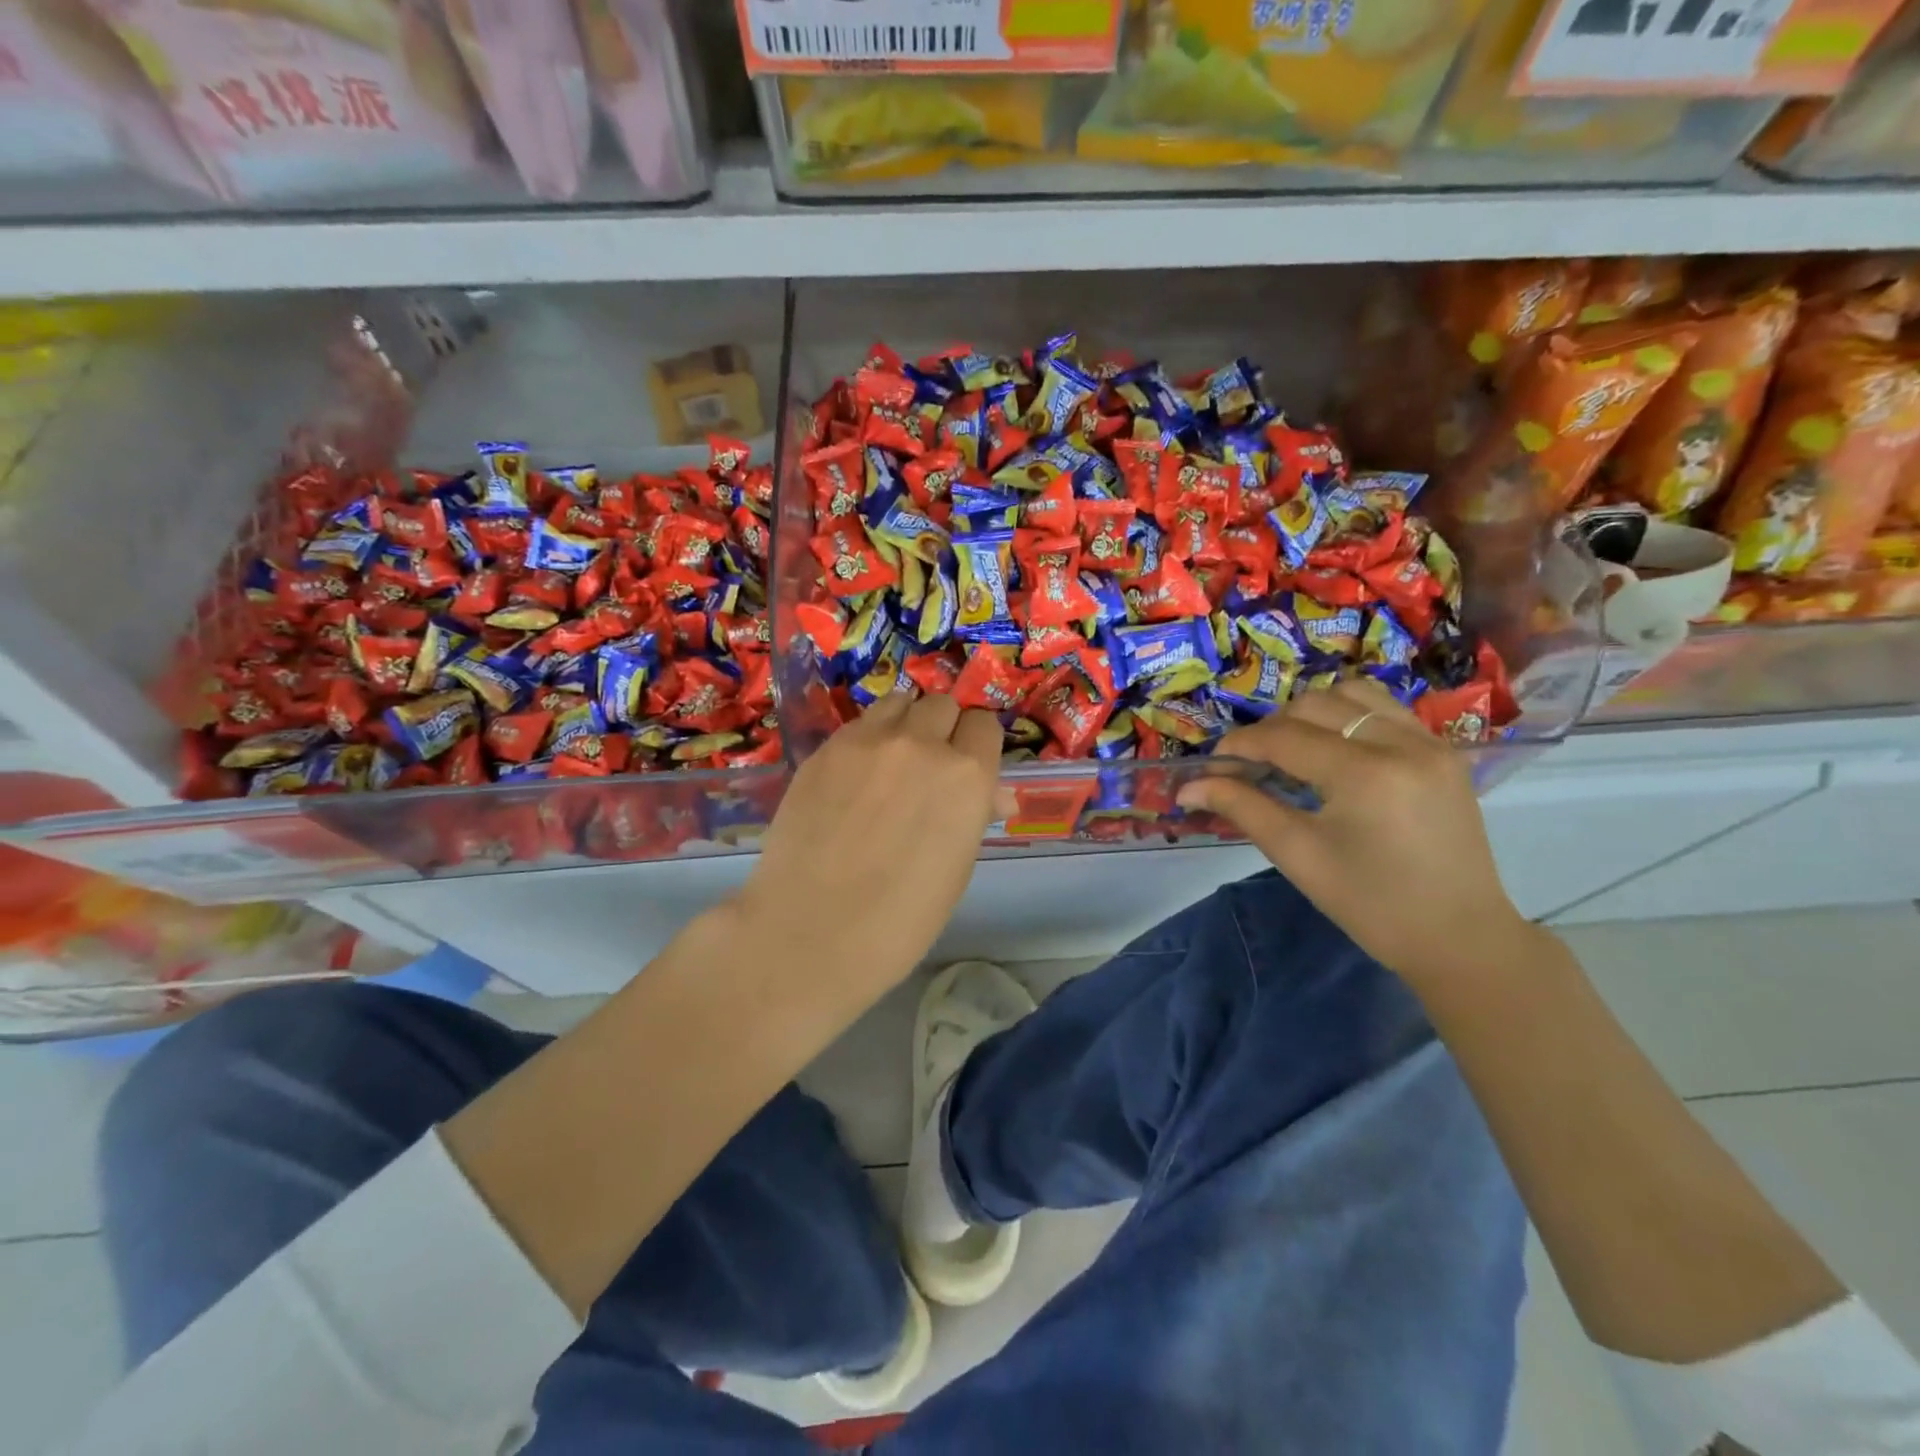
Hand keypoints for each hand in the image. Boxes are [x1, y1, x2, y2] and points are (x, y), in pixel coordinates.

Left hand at [728, 692, 1001, 1001]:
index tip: (969, 764)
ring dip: (907, 722)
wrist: (813, 931)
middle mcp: (922, 743)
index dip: (978, 745)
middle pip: (943, 705)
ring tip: (894, 758)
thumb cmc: (902, 918)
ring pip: (900, 702)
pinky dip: (869, 737)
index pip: (985, 726)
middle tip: (931, 764)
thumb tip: (993, 795)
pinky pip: (860, 723)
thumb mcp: (957, 867)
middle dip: (944, 728)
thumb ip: (974, 814)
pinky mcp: (826, 748)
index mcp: (967, 775)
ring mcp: (868, 741)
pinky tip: (857, 774)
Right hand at [1177, 677, 1531, 987]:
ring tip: (1295, 749)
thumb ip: (1242, 807)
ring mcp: (1430, 743)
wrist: (1459, 937)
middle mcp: (1401, 743)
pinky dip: (1350, 717)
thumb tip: (1188, 786)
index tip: (1214, 763)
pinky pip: (1386, 710)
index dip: (1240, 744)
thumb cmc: (1370, 904)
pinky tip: (1336, 750)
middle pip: (1315, 705)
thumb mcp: (1297, 855)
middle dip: (1273, 728)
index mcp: (1365, 774)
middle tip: (1251, 763)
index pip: (1284, 737)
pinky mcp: (1444, 752)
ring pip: (1354, 695)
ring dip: (1313, 713)